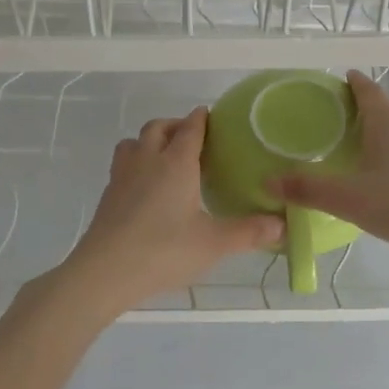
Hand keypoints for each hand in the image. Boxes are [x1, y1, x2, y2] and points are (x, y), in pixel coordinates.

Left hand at [63, 108, 282, 311]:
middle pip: (158, 127)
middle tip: (193, 140)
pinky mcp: (108, 195)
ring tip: (166, 159)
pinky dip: (136, 165)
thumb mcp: (214, 243)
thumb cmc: (164, 250)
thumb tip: (283, 225)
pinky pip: (123, 165)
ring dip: (150, 142)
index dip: (202, 119)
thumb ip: (249, 232)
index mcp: (176, 163)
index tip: (212, 116)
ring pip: (134, 142)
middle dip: (176, 126)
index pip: (190, 128)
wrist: (105, 272)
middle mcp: (147, 160)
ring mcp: (123, 176)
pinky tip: (146, 189)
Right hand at [274, 70, 388, 260]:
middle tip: (342, 125)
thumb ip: (308, 188)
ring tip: (368, 151)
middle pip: (388, 105)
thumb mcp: (350, 199)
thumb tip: (267, 180)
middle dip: (367, 109)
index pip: (366, 87)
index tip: (335, 85)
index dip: (349, 83)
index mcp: (388, 118)